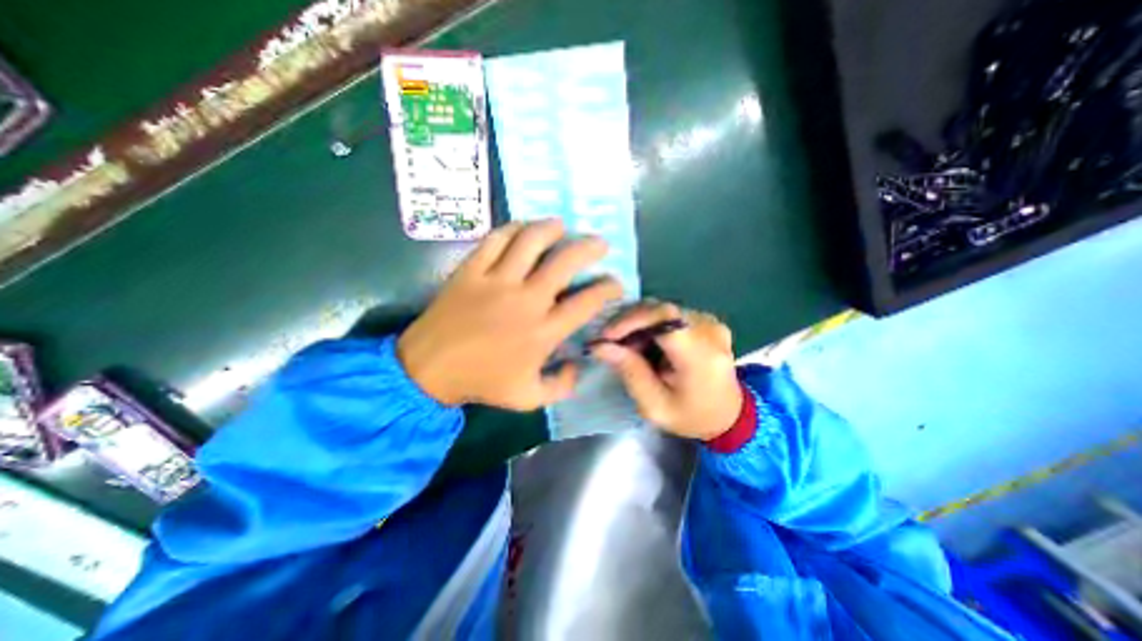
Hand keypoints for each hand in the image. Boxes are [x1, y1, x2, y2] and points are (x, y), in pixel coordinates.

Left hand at [399, 220, 620, 410]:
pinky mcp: (471, 271)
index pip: (586, 302)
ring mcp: (497, 281)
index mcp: (544, 331)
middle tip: (599, 244)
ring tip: (561, 227)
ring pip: (531, 241)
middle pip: (565, 262)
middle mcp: (526, 300)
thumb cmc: (482, 383)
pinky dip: (513, 229)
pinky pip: (496, 239)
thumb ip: (562, 386)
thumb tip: (578, 364)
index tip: (615, 283)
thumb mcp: (529, 399)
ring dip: (551, 229)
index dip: (608, 288)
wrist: (428, 370)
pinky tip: (522, 229)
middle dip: (589, 248)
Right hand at [594, 301, 745, 439]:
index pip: (665, 319)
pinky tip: (646, 342)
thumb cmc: (690, 416)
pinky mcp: (708, 321)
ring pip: (664, 309)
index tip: (607, 336)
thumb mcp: (655, 406)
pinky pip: (672, 313)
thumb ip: (631, 373)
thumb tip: (601, 346)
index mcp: (701, 357)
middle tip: (613, 344)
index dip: (632, 320)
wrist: (728, 416)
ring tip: (629, 346)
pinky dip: (652, 324)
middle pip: (661, 310)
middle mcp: (710, 331)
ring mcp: (711, 323)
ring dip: (640, 324)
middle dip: (631, 323)